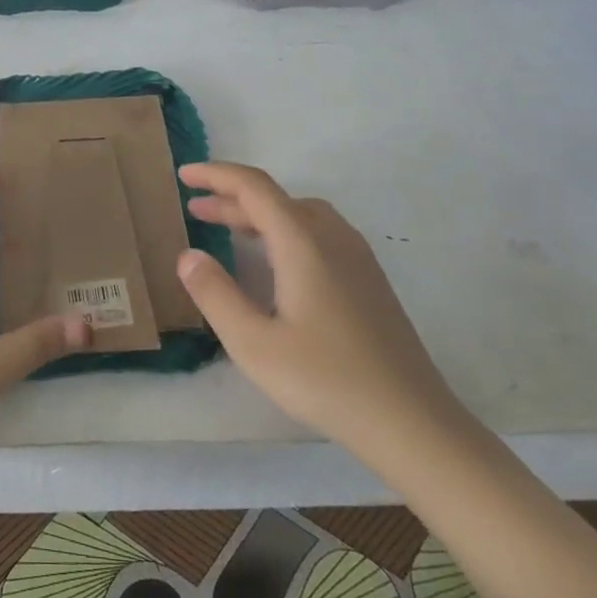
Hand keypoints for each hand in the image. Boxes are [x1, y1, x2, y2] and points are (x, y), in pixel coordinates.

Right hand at [175, 162, 460, 446]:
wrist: (412, 422)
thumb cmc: (326, 380)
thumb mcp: (253, 343)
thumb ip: (215, 294)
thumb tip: (188, 255)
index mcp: (303, 243)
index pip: (254, 188)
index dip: (216, 175)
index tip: (184, 175)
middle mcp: (333, 238)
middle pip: (277, 199)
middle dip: (232, 198)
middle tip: (195, 210)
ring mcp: (357, 258)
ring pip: (301, 214)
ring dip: (260, 213)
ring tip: (229, 230)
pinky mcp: (369, 280)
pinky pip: (318, 233)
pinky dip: (284, 229)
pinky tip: (276, 260)